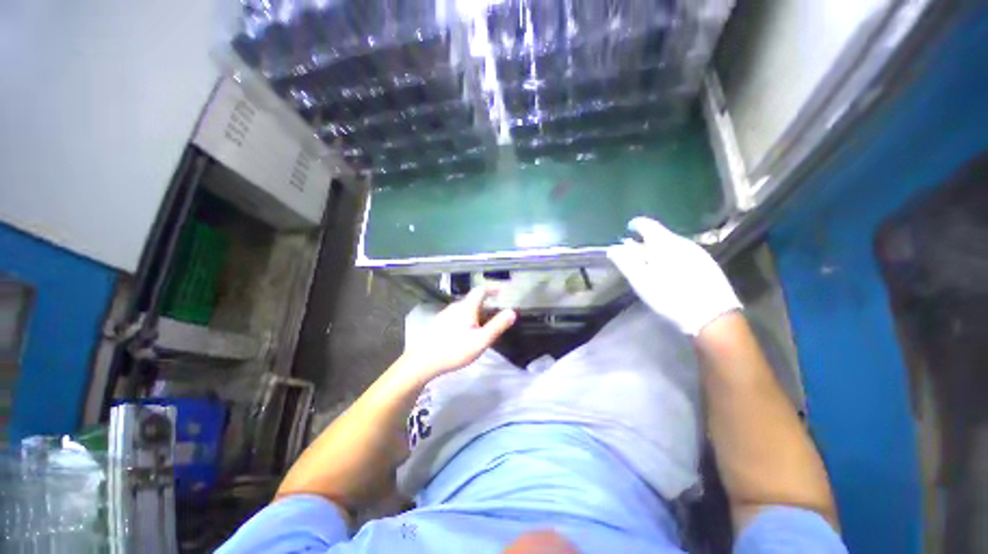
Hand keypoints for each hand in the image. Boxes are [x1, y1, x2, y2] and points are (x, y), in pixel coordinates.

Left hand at [400, 285, 516, 380]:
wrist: (422, 361)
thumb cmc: (454, 350)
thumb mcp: (480, 340)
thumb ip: (497, 326)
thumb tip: (512, 312)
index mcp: (466, 307)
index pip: (481, 290)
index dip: (492, 288)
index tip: (502, 291)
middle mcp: (455, 307)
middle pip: (473, 299)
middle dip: (485, 302)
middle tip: (495, 312)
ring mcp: (445, 314)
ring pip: (464, 308)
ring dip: (476, 311)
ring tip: (483, 324)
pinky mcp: (438, 324)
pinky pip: (456, 315)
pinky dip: (466, 318)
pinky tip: (465, 332)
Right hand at [607, 217, 740, 335]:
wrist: (712, 316)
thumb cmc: (670, 297)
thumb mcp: (641, 281)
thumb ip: (625, 263)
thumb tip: (613, 248)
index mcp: (665, 244)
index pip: (648, 225)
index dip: (636, 225)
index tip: (628, 229)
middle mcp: (682, 243)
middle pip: (660, 235)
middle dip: (645, 241)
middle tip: (633, 251)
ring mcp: (697, 253)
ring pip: (672, 245)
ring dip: (658, 249)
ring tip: (649, 262)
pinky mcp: (707, 264)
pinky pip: (683, 253)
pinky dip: (670, 256)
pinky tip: (669, 270)